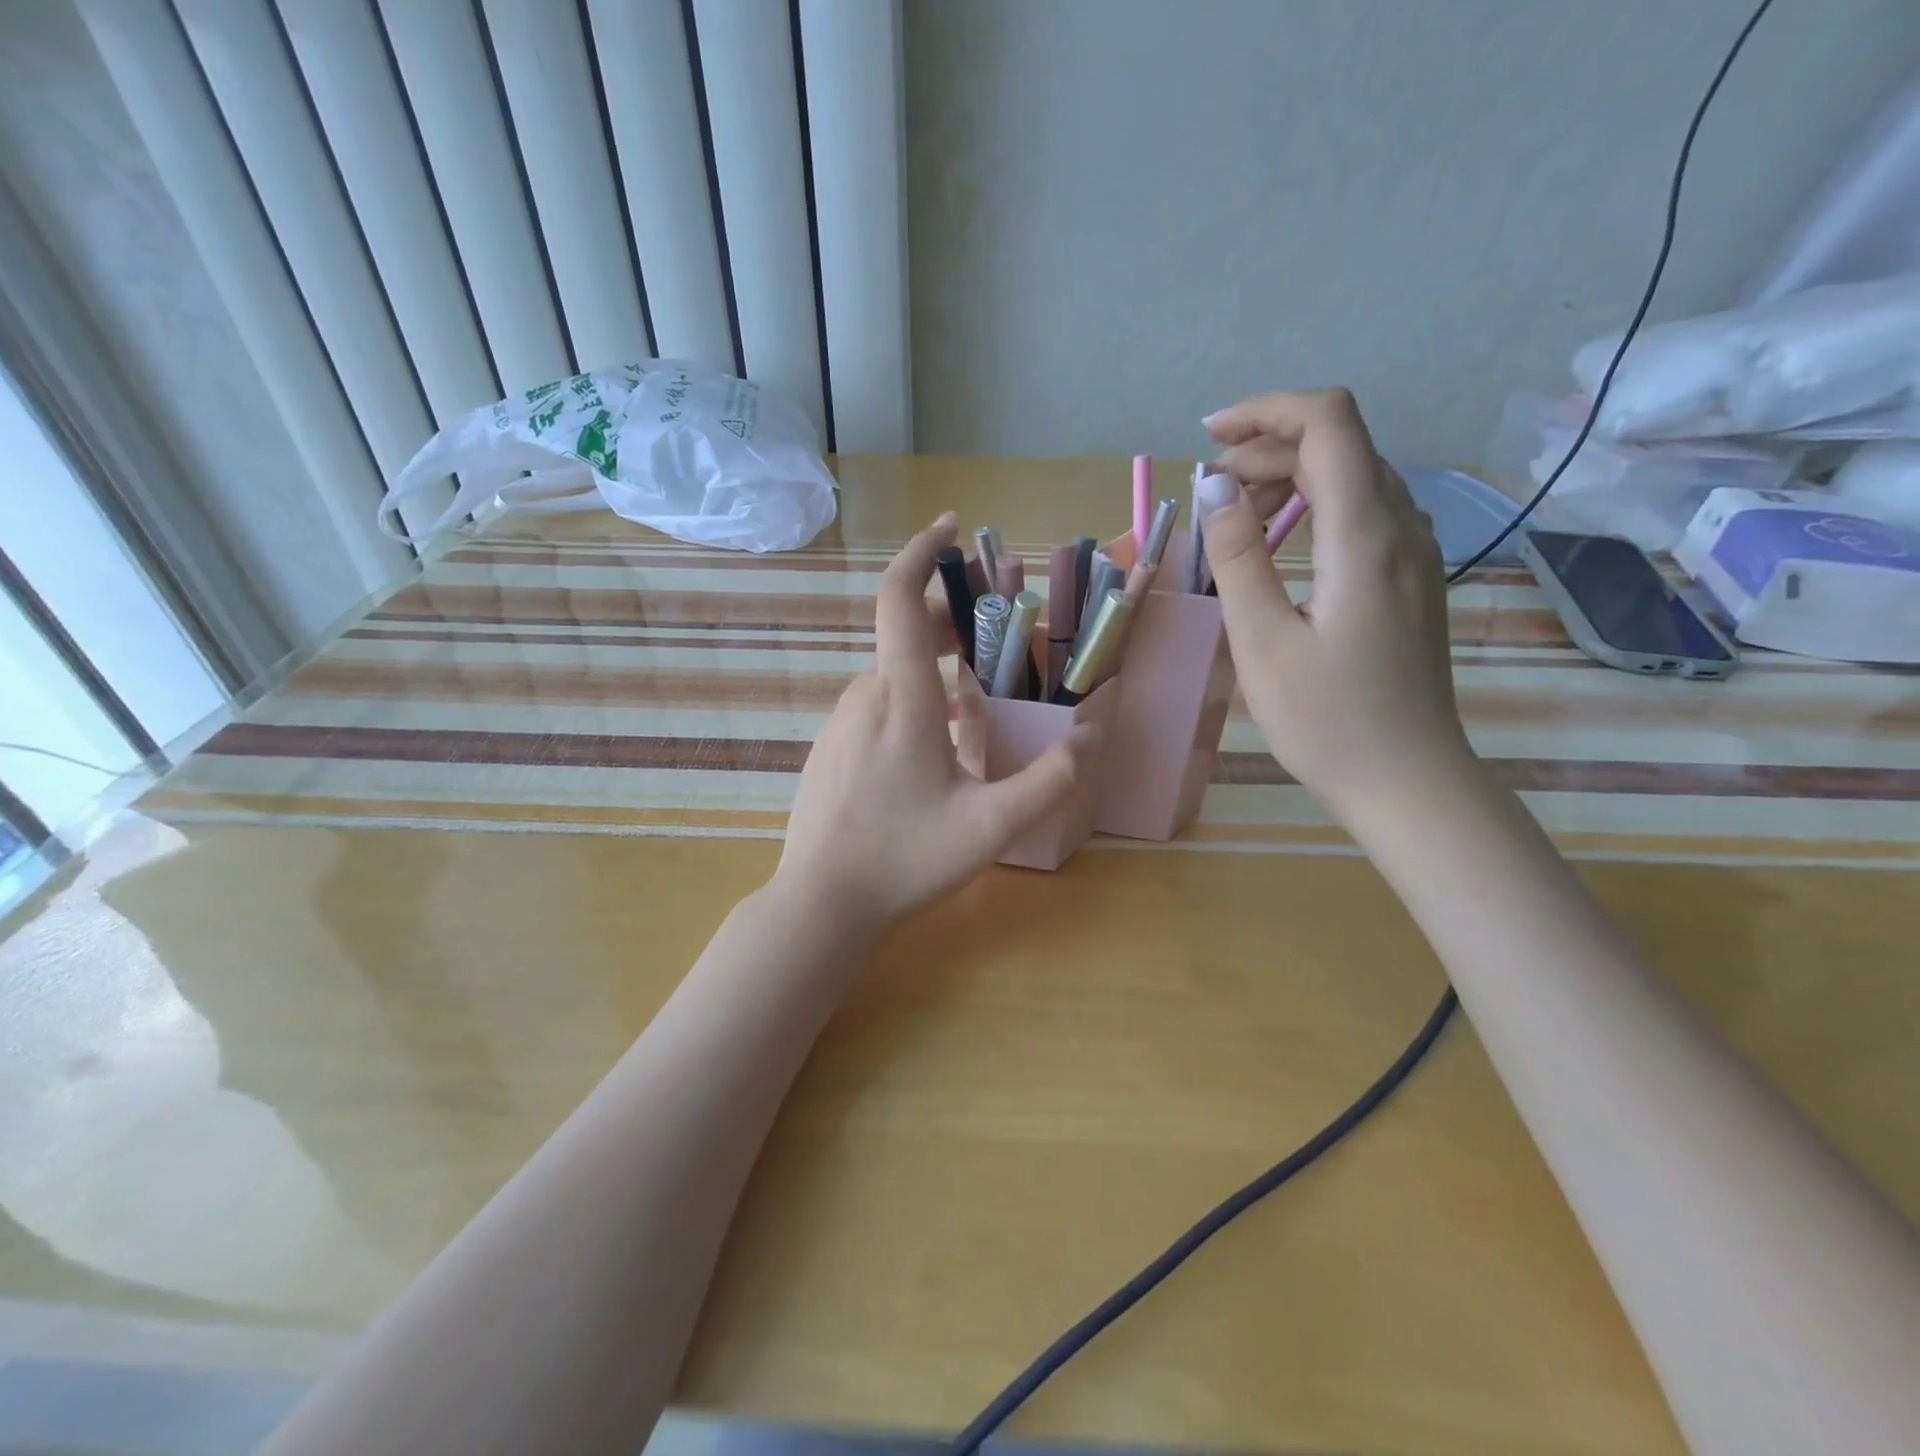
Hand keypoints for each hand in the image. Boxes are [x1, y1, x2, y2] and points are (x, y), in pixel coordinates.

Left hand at [776, 514, 1099, 932]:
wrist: (820, 904)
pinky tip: (933, 748)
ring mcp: (840, 723)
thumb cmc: (905, 860)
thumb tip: (1092, 735)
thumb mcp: (992, 827)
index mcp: (902, 698)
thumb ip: (1050, 780)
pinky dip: (910, 699)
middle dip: (950, 622)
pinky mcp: (830, 749)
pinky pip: (875, 706)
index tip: (951, 528)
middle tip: (997, 636)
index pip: (899, 598)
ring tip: (977, 699)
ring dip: (932, 667)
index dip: (921, 552)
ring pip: (892, 675)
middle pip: (905, 635)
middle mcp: (864, 697)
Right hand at [1197, 389, 1475, 823]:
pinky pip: (1362, 513)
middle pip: (1340, 444)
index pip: (1329, 423)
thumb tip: (1214, 490)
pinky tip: (1278, 542)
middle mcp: (1401, 527)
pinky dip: (1312, 507)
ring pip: (1352, 477)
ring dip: (1288, 477)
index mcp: (1364, 535)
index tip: (1210, 438)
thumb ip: (1237, 558)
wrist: (1407, 779)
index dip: (1267, 411)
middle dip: (1267, 447)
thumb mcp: (1262, 642)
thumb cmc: (1327, 719)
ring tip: (1232, 515)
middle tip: (1207, 490)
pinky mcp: (1410, 579)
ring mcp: (1413, 553)